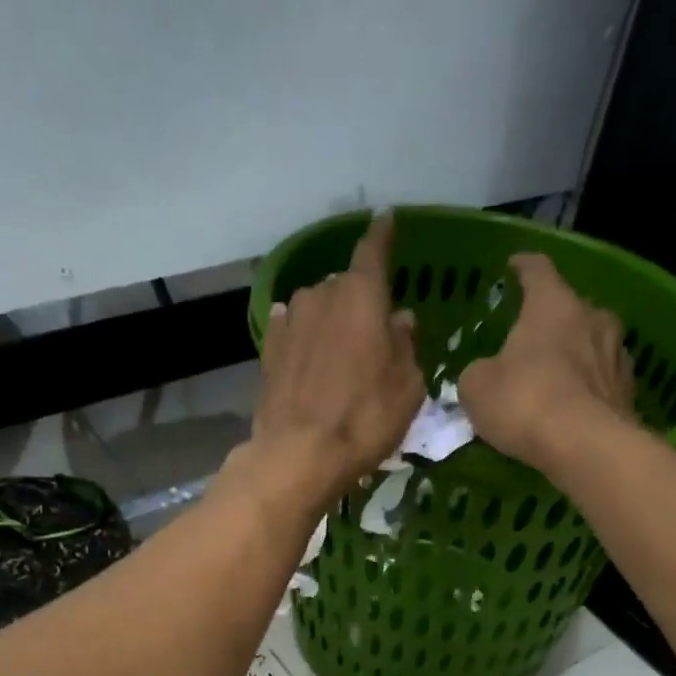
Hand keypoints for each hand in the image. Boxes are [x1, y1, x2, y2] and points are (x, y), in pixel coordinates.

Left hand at [250, 212, 425, 508]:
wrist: (299, 455)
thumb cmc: (365, 419)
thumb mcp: (407, 387)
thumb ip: (406, 345)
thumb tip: (400, 319)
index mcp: (361, 296)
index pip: (373, 251)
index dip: (383, 235)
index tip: (387, 219)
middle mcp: (321, 296)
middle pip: (344, 286)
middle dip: (359, 301)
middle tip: (372, 331)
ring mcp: (289, 322)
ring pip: (316, 308)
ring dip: (329, 321)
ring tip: (339, 352)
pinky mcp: (268, 352)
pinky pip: (291, 331)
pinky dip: (303, 336)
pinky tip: (306, 350)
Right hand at [460, 253, 634, 468]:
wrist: (586, 446)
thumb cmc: (525, 402)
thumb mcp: (477, 388)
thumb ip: (478, 374)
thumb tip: (484, 375)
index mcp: (553, 304)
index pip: (537, 270)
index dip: (523, 267)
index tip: (514, 267)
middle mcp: (593, 317)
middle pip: (570, 309)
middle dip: (551, 321)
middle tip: (532, 339)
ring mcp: (617, 353)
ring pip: (592, 344)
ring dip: (575, 355)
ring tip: (555, 377)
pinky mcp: (629, 391)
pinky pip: (602, 381)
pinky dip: (588, 389)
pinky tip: (574, 408)